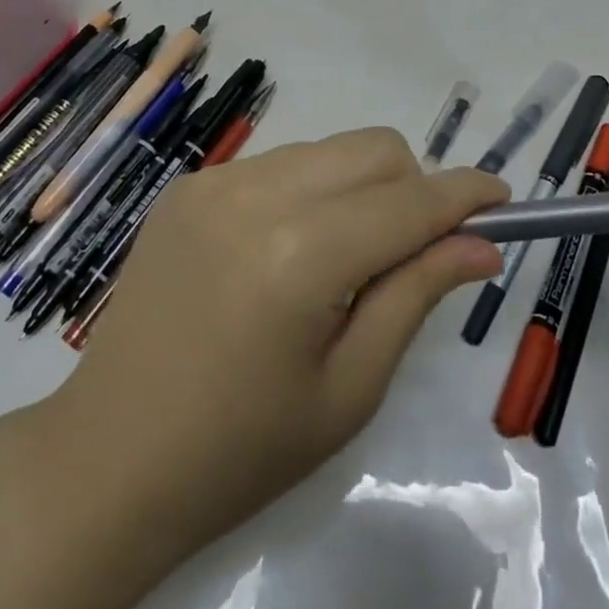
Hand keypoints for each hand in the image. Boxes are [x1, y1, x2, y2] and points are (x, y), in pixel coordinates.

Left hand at [55, 128, 507, 555]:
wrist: (106, 459)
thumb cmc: (240, 450)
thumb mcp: (349, 388)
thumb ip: (416, 296)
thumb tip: (481, 244)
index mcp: (301, 255)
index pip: (410, 201)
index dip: (465, 195)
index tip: (502, 199)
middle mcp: (258, 194)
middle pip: (374, 149)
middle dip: (414, 186)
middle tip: (415, 249)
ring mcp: (216, 181)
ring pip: (328, 150)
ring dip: (361, 187)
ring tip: (345, 258)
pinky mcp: (189, 184)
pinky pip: (279, 164)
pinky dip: (310, 191)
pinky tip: (287, 251)